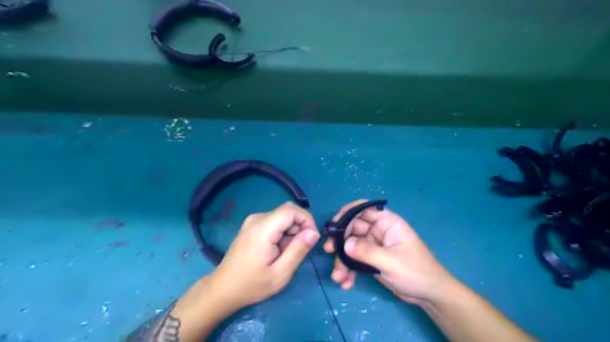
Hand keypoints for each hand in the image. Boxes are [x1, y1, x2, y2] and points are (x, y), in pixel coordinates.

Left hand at [210, 203, 320, 309]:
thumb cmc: (252, 284)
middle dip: (299, 227)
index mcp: (263, 228)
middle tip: (298, 250)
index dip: (306, 220)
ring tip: (285, 253)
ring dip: (291, 231)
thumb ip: (298, 250)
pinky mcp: (252, 225)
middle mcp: (257, 218)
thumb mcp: (281, 273)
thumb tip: (314, 232)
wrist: (223, 289)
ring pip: (283, 217)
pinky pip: (275, 221)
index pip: (292, 210)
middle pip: (288, 212)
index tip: (311, 239)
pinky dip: (282, 232)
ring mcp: (253, 220)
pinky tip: (277, 250)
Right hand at [323, 199, 457, 305]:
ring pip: (351, 246)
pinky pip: (354, 260)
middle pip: (352, 229)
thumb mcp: (392, 262)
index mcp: (386, 222)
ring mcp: (373, 246)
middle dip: (340, 241)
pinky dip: (349, 270)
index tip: (333, 226)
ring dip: (342, 260)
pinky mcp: (371, 260)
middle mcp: (378, 231)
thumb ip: (367, 252)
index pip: (363, 209)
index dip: (346, 213)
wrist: (429, 295)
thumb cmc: (416, 272)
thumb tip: (344, 244)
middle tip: (329, 251)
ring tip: (338, 277)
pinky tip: (346, 283)